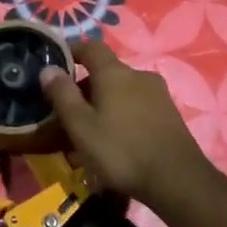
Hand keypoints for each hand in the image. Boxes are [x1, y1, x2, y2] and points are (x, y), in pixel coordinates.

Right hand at [39, 41, 210, 206]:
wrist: (177, 180)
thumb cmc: (121, 150)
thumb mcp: (81, 126)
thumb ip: (62, 95)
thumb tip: (48, 68)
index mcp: (115, 73)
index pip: (92, 47)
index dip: (74, 51)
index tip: (58, 64)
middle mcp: (139, 76)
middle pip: (107, 72)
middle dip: (86, 87)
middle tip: (69, 111)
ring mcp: (158, 94)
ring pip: (123, 91)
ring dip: (105, 103)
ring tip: (91, 132)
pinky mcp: (170, 114)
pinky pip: (138, 106)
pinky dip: (122, 115)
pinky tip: (117, 141)